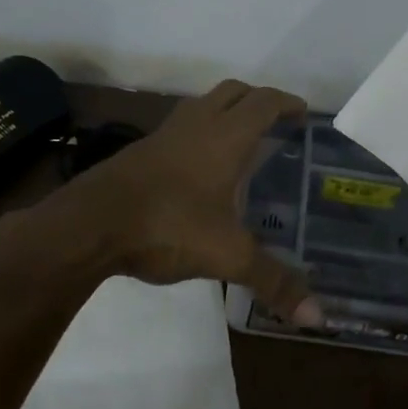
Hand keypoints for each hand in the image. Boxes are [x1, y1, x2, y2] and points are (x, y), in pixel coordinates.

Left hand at [42, 80, 321, 323]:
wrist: (89, 224)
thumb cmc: (168, 226)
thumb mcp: (227, 255)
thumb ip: (273, 281)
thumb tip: (317, 316)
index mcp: (225, 137)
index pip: (263, 102)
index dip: (286, 103)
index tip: (303, 113)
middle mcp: (195, 125)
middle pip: (232, 92)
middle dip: (257, 100)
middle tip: (276, 123)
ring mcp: (163, 136)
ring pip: (201, 106)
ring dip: (224, 113)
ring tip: (241, 144)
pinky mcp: (139, 152)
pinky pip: (179, 129)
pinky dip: (198, 135)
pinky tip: (199, 171)